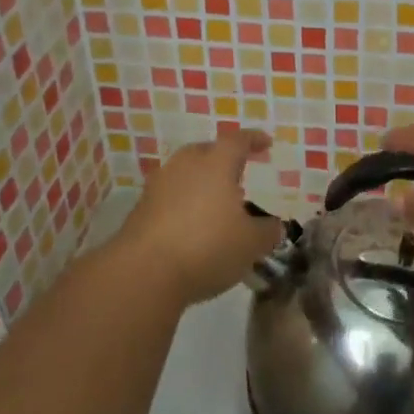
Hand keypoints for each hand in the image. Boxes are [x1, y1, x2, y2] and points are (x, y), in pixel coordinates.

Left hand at [115, 129, 285, 307]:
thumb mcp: (251, 244)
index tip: (266, 143)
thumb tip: (273, 226)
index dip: (254, 140)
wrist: (143, 273)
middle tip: (237, 176)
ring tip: (215, 205)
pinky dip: (183, 205)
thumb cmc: (207, 246)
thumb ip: (267, 231)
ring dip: (201, 184)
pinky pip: (169, 197)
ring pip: (184, 174)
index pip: (238, 141)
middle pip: (206, 152)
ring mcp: (158, 186)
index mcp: (216, 163)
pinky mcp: (139, 210)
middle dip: (223, 160)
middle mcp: (185, 166)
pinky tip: (191, 228)